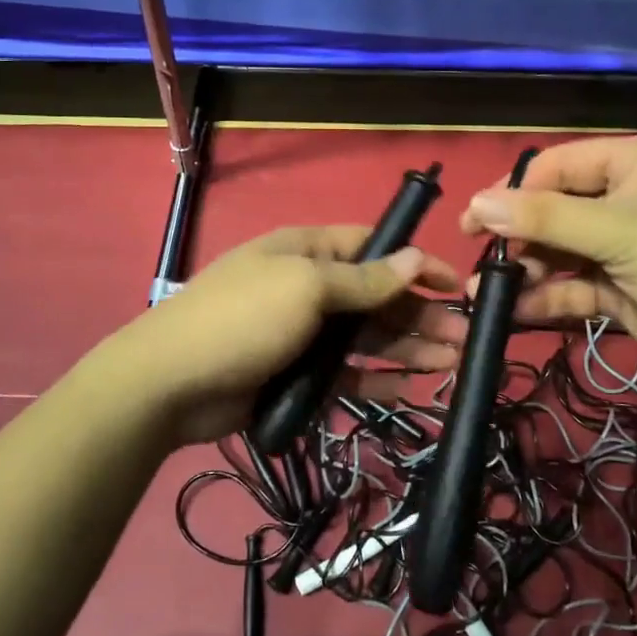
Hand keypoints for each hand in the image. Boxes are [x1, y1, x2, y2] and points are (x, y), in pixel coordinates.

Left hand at [118, 226, 466, 445]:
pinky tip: (410, 388)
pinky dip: (376, 379)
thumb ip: (364, 280)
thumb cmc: (243, 318)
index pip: (372, 247)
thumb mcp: (306, 287)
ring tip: (451, 364)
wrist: (171, 383)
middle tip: (465, 338)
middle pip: (375, 296)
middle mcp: (308, 287)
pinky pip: (345, 374)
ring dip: (407, 348)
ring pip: (365, 338)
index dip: (413, 262)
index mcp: (307, 251)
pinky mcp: (296, 374)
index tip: (453, 282)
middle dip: (419, 314)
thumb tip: (414, 257)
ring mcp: (301, 333)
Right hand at [460, 136, 636, 392]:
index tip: (474, 222)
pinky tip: (518, 312)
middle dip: (518, 238)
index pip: (557, 166)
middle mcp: (628, 198)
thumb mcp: (617, 231)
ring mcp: (626, 247)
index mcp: (633, 162)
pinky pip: (575, 287)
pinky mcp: (624, 289)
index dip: (513, 191)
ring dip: (526, 272)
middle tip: (480, 262)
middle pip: (555, 211)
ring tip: (487, 292)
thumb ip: (543, 219)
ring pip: (561, 253)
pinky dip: (549, 298)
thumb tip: (476, 203)